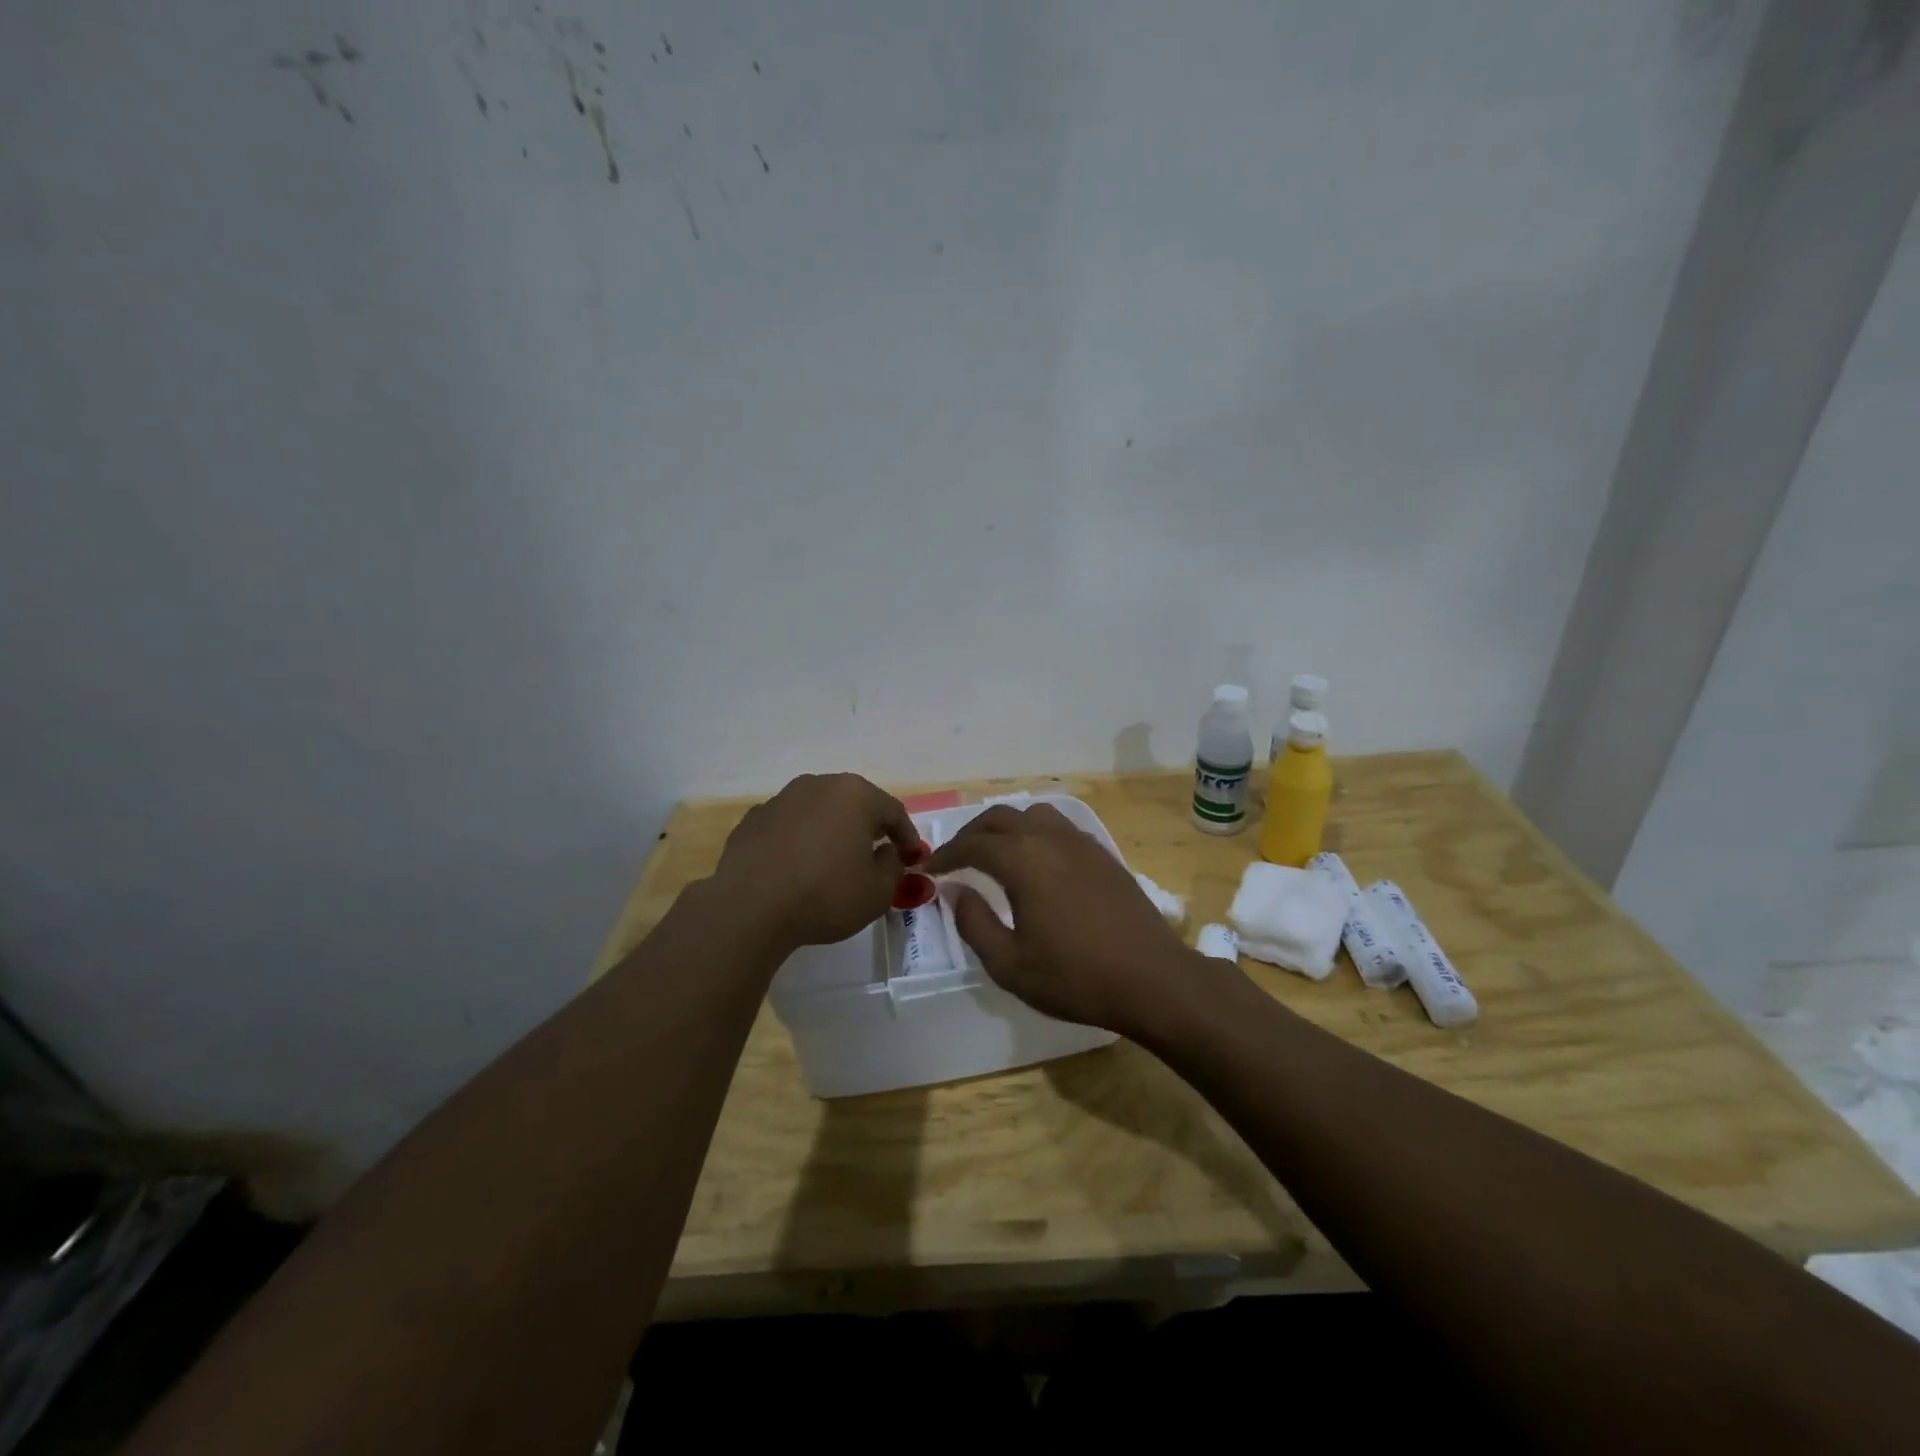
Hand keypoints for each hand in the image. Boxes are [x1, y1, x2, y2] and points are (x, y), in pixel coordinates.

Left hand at [713, 773, 919, 950]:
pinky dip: (799, 839)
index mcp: (855, 795)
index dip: (907, 835)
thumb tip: (886, 852)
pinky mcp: (753, 818)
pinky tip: (797, 866)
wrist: (749, 908)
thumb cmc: (825, 895)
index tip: (912, 856)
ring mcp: (782, 799)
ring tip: (834, 858)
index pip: (893, 811)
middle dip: (868, 826)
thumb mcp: (877, 892)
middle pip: (854, 803)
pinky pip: (789, 825)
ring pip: (818, 810)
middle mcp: (818, 785)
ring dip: (831, 829)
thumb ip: (893, 867)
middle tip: (877, 851)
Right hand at [924, 803, 1195, 1036]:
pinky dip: (1035, 833)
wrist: (1152, 979)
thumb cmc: (1076, 976)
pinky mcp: (1103, 854)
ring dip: (1006, 827)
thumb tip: (956, 892)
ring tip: (994, 853)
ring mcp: (1080, 842)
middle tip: (955, 858)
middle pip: (1000, 818)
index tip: (928, 868)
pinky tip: (1037, 861)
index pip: (972, 845)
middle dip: (971, 834)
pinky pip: (1059, 827)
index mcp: (1022, 860)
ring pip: (1032, 814)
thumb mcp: (1010, 964)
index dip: (945, 855)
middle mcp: (1049, 838)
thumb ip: (975, 924)